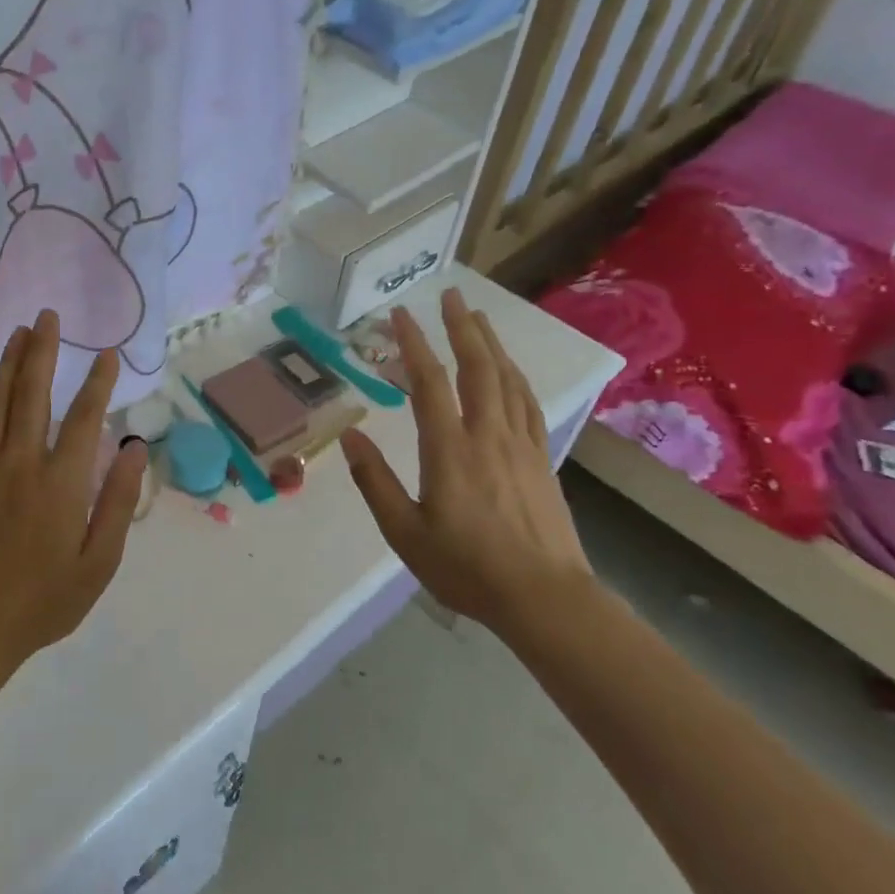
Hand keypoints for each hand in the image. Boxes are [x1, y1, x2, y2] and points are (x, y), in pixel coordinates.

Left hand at [0, 309, 148, 675]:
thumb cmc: (45, 598)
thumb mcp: (98, 562)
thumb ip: (117, 502)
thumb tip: (133, 450)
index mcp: (61, 483)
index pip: (84, 418)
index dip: (97, 382)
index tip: (107, 353)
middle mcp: (22, 462)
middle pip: (32, 393)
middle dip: (42, 350)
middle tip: (48, 316)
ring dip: (10, 362)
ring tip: (19, 331)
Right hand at [339, 289, 592, 635]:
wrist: (545, 598)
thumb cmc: (466, 567)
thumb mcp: (405, 532)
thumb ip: (374, 481)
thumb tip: (349, 436)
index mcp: (450, 449)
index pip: (429, 382)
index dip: (413, 344)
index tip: (400, 315)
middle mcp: (487, 434)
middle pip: (477, 367)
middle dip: (461, 327)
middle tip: (451, 295)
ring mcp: (520, 444)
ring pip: (507, 379)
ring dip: (491, 343)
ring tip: (477, 317)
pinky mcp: (540, 458)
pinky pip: (528, 403)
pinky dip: (515, 376)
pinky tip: (510, 369)